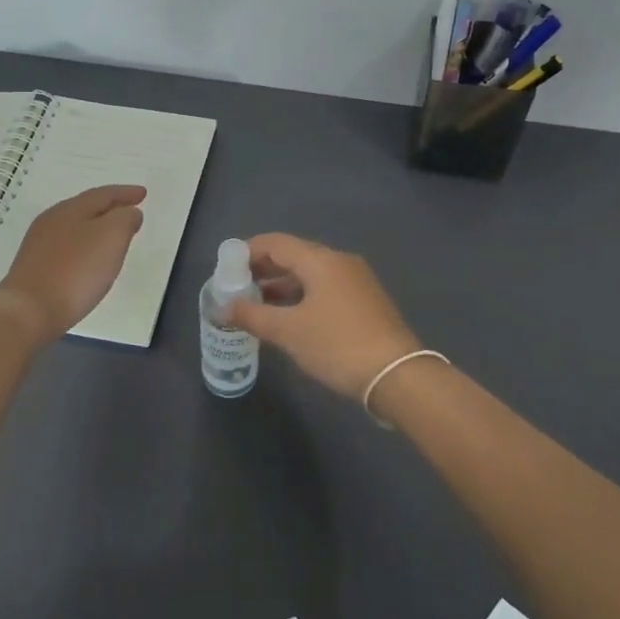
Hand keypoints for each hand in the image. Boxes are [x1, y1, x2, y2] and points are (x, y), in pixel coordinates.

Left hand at [0, 184, 145, 340]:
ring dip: (96, 227)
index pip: (103, 194)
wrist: (29, 312)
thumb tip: (129, 212)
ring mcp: (39, 244)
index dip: (125, 193)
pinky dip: (83, 246)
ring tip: (112, 236)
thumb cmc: (76, 271)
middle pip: (86, 208)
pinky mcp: (33, 267)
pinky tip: (88, 259)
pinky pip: (66, 247)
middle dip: (110, 208)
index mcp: (71, 209)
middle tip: (129, 211)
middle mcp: (52, 220)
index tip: (143, 194)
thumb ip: (125, 219)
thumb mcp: (111, 238)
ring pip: (74, 227)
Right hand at [227, 234, 422, 399]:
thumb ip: (252, 316)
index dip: (247, 252)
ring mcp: (356, 281)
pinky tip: (288, 318)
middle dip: (263, 270)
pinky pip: (324, 288)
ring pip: (310, 274)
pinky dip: (301, 296)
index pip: (275, 243)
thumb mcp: (288, 332)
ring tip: (257, 306)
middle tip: (237, 288)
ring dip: (282, 286)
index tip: (225, 269)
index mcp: (320, 260)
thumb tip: (222, 308)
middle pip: (293, 256)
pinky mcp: (365, 301)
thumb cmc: (337, 345)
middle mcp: (339, 262)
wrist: (397, 375)